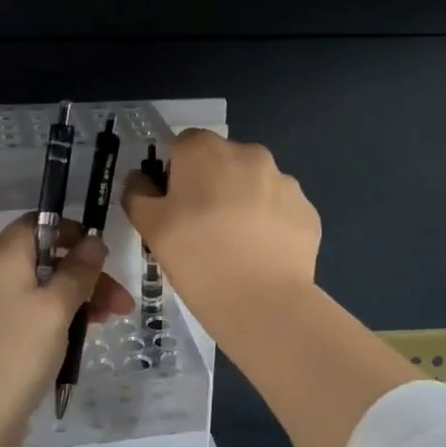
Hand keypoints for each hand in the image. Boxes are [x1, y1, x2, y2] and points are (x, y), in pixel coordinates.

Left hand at [0, 214, 133, 446]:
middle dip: (86, 275)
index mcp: (3, 258)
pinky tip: (82, 337)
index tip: (100, 251)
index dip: (70, 231)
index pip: (37, 224)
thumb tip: (93, 241)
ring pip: (42, 291)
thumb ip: (78, 271)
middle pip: (45, 260)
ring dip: (78, 299)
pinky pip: (32, 316)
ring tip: (111, 321)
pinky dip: (58, 320)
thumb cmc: (16, 351)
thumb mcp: (56, 306)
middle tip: (121, 301)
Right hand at [121, 129, 320, 322]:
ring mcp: (284, 181)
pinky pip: (279, 209)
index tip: (173, 205)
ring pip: (254, 184)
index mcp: (205, 150)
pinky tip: (259, 255)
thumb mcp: (149, 227)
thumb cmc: (196, 257)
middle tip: (200, 228)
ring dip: (242, 202)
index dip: (174, 172)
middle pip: (221, 161)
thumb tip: (141, 179)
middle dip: (211, 184)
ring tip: (234, 246)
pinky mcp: (308, 210)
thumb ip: (138, 193)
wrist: (262, 302)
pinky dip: (268, 224)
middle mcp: (249, 153)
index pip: (182, 145)